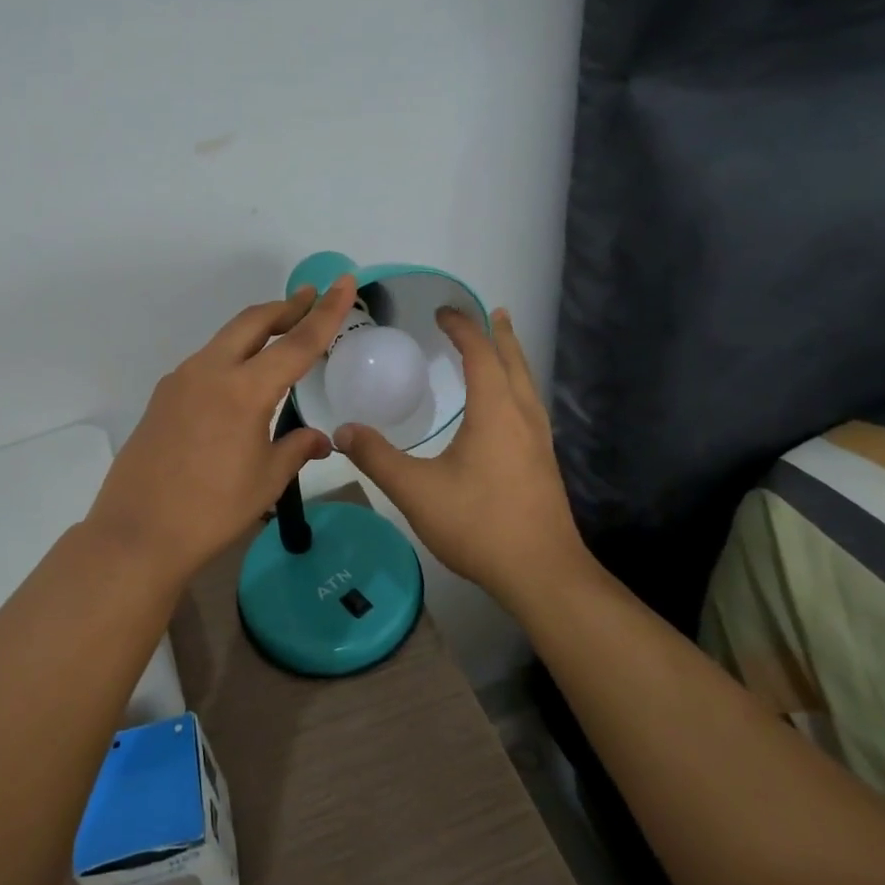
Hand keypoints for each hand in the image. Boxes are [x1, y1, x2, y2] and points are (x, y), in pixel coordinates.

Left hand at [86, 277, 356, 584]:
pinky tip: (240, 378)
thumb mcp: (266, 481)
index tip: (343, 282)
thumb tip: (320, 439)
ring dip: (256, 330)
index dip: (326, 312)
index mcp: (244, 390)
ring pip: (226, 338)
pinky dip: (232, 354)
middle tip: (310, 299)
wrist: (137, 533)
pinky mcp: (163, 396)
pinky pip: (205, 361)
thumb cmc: (212, 510)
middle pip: (253, 322)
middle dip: (286, 307)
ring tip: (280, 335)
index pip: (297, 342)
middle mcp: (210, 371)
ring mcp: (181, 380)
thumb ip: (296, 449)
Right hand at [333, 307, 592, 605]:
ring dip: (512, 358)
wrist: (542, 573)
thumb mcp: (416, 491)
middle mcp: (523, 415)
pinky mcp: (543, 462)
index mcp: (495, 410)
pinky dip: (516, 385)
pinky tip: (506, 406)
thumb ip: (377, 458)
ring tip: (501, 345)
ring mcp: (539, 440)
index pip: (479, 353)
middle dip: (498, 333)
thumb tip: (342, 430)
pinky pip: (529, 405)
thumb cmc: (479, 524)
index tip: (442, 311)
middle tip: (489, 311)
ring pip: (527, 383)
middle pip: (513, 360)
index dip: (462, 327)